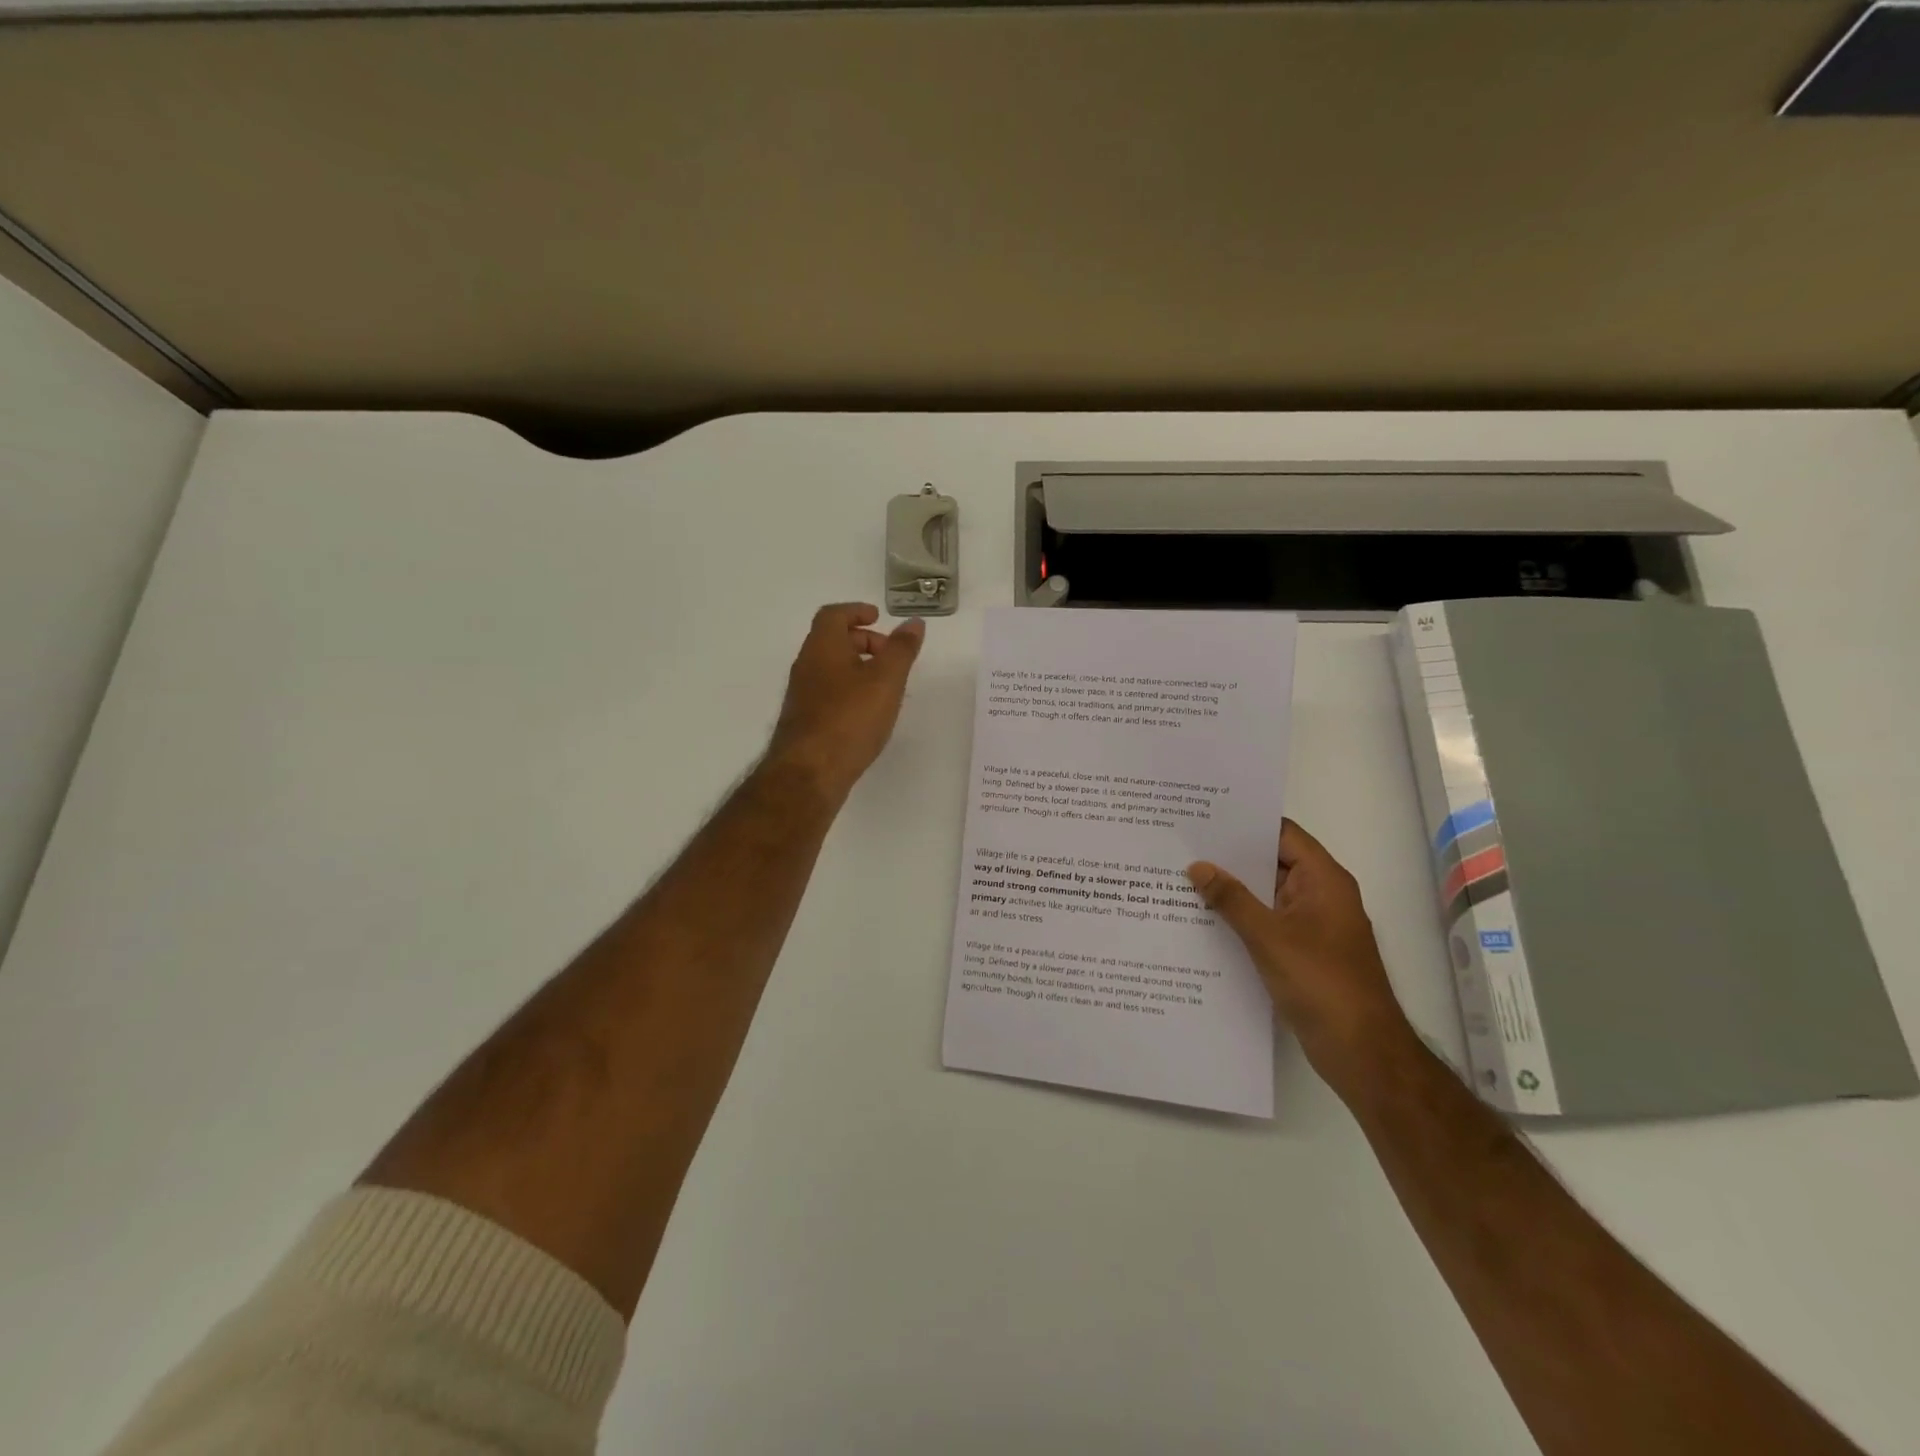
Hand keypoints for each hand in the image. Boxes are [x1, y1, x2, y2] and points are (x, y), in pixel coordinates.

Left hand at [768, 603, 925, 801]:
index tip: (878, 618)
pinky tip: (868, 713)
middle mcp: (806, 666)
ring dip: (857, 668)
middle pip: (832, 641)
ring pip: (831, 669)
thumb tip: (914, 623)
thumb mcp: (886, 680)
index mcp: (822, 647)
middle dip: (863, 641)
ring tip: (886, 686)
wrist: (810, 772)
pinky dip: (849, 691)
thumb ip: (902, 649)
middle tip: (890, 655)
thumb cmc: (850, 718)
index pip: (833, 615)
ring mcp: (802, 695)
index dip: (856, 611)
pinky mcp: (805, 721)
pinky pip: (829, 693)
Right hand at [1188, 821, 1417, 1095]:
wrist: (1361, 1050)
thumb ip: (1231, 899)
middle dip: (1231, 856)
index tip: (1205, 816)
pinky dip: (1240, 917)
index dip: (1246, 823)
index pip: (1282, 834)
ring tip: (1183, 876)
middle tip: (1183, 844)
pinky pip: (1267, 922)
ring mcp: (1312, 925)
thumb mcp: (1269, 936)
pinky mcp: (1302, 952)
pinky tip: (1203, 918)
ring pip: (1266, 894)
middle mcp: (1320, 895)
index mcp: (1323, 880)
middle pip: (1272, 862)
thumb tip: (1198, 866)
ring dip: (1232, 889)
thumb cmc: (1321, 982)